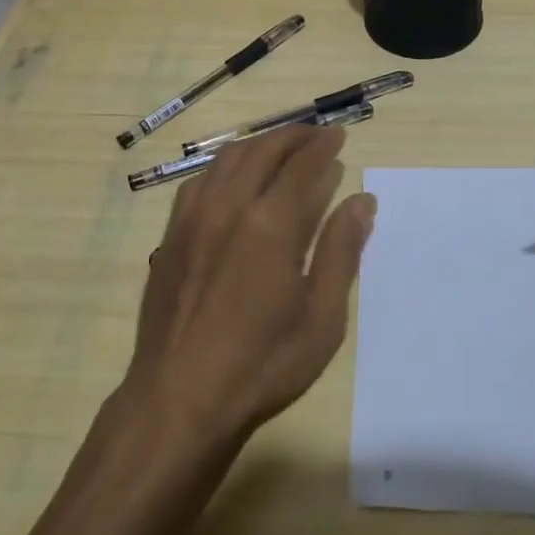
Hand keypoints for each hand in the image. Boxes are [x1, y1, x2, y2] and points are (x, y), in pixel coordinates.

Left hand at [122, 124, 375, 449]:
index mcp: (270, 224)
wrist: (178, 399)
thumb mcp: (321, 317)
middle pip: (264, 150)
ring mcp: (193, 218)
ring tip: (282, 148)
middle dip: (294, 136)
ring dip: (260, 144)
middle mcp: (228, 206)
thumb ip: (341, 251)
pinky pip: (201, 180)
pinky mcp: (172, 235)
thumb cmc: (262, 365)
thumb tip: (362, 200)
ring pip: (228, 159)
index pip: (303, 166)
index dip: (325, 146)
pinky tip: (235, 179)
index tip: (340, 136)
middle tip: (318, 135)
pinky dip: (227, 165)